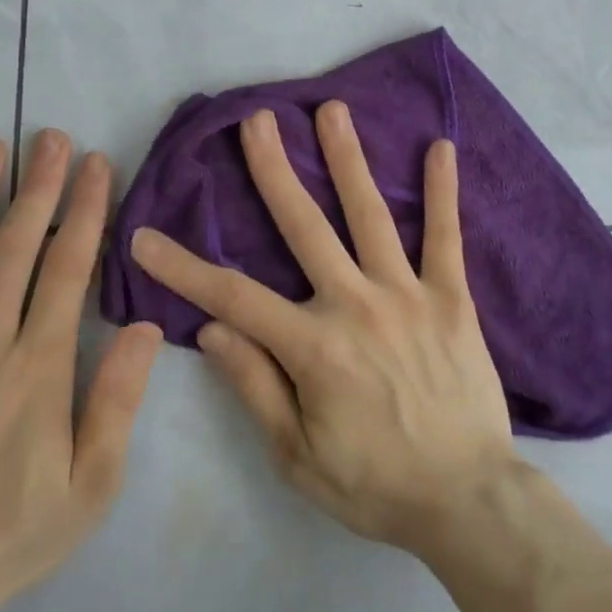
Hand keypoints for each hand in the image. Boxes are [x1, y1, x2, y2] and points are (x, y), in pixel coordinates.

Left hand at [0, 131, 161, 611]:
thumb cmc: (14, 535)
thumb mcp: (93, 484)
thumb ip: (118, 401)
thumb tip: (148, 327)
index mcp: (38, 370)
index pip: (68, 272)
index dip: (85, 213)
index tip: (96, 166)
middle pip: (15, 252)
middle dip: (38, 188)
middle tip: (49, 136)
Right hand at [130, 101, 515, 554]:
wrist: (467, 500)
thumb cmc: (375, 485)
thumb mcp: (297, 455)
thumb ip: (255, 386)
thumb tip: (212, 328)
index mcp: (313, 346)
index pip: (232, 295)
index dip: (182, 267)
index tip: (144, 237)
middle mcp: (356, 304)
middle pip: (304, 226)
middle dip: (274, 171)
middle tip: (256, 120)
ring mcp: (408, 294)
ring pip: (369, 215)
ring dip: (347, 160)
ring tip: (331, 111)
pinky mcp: (451, 298)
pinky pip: (445, 237)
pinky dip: (442, 192)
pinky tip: (440, 147)